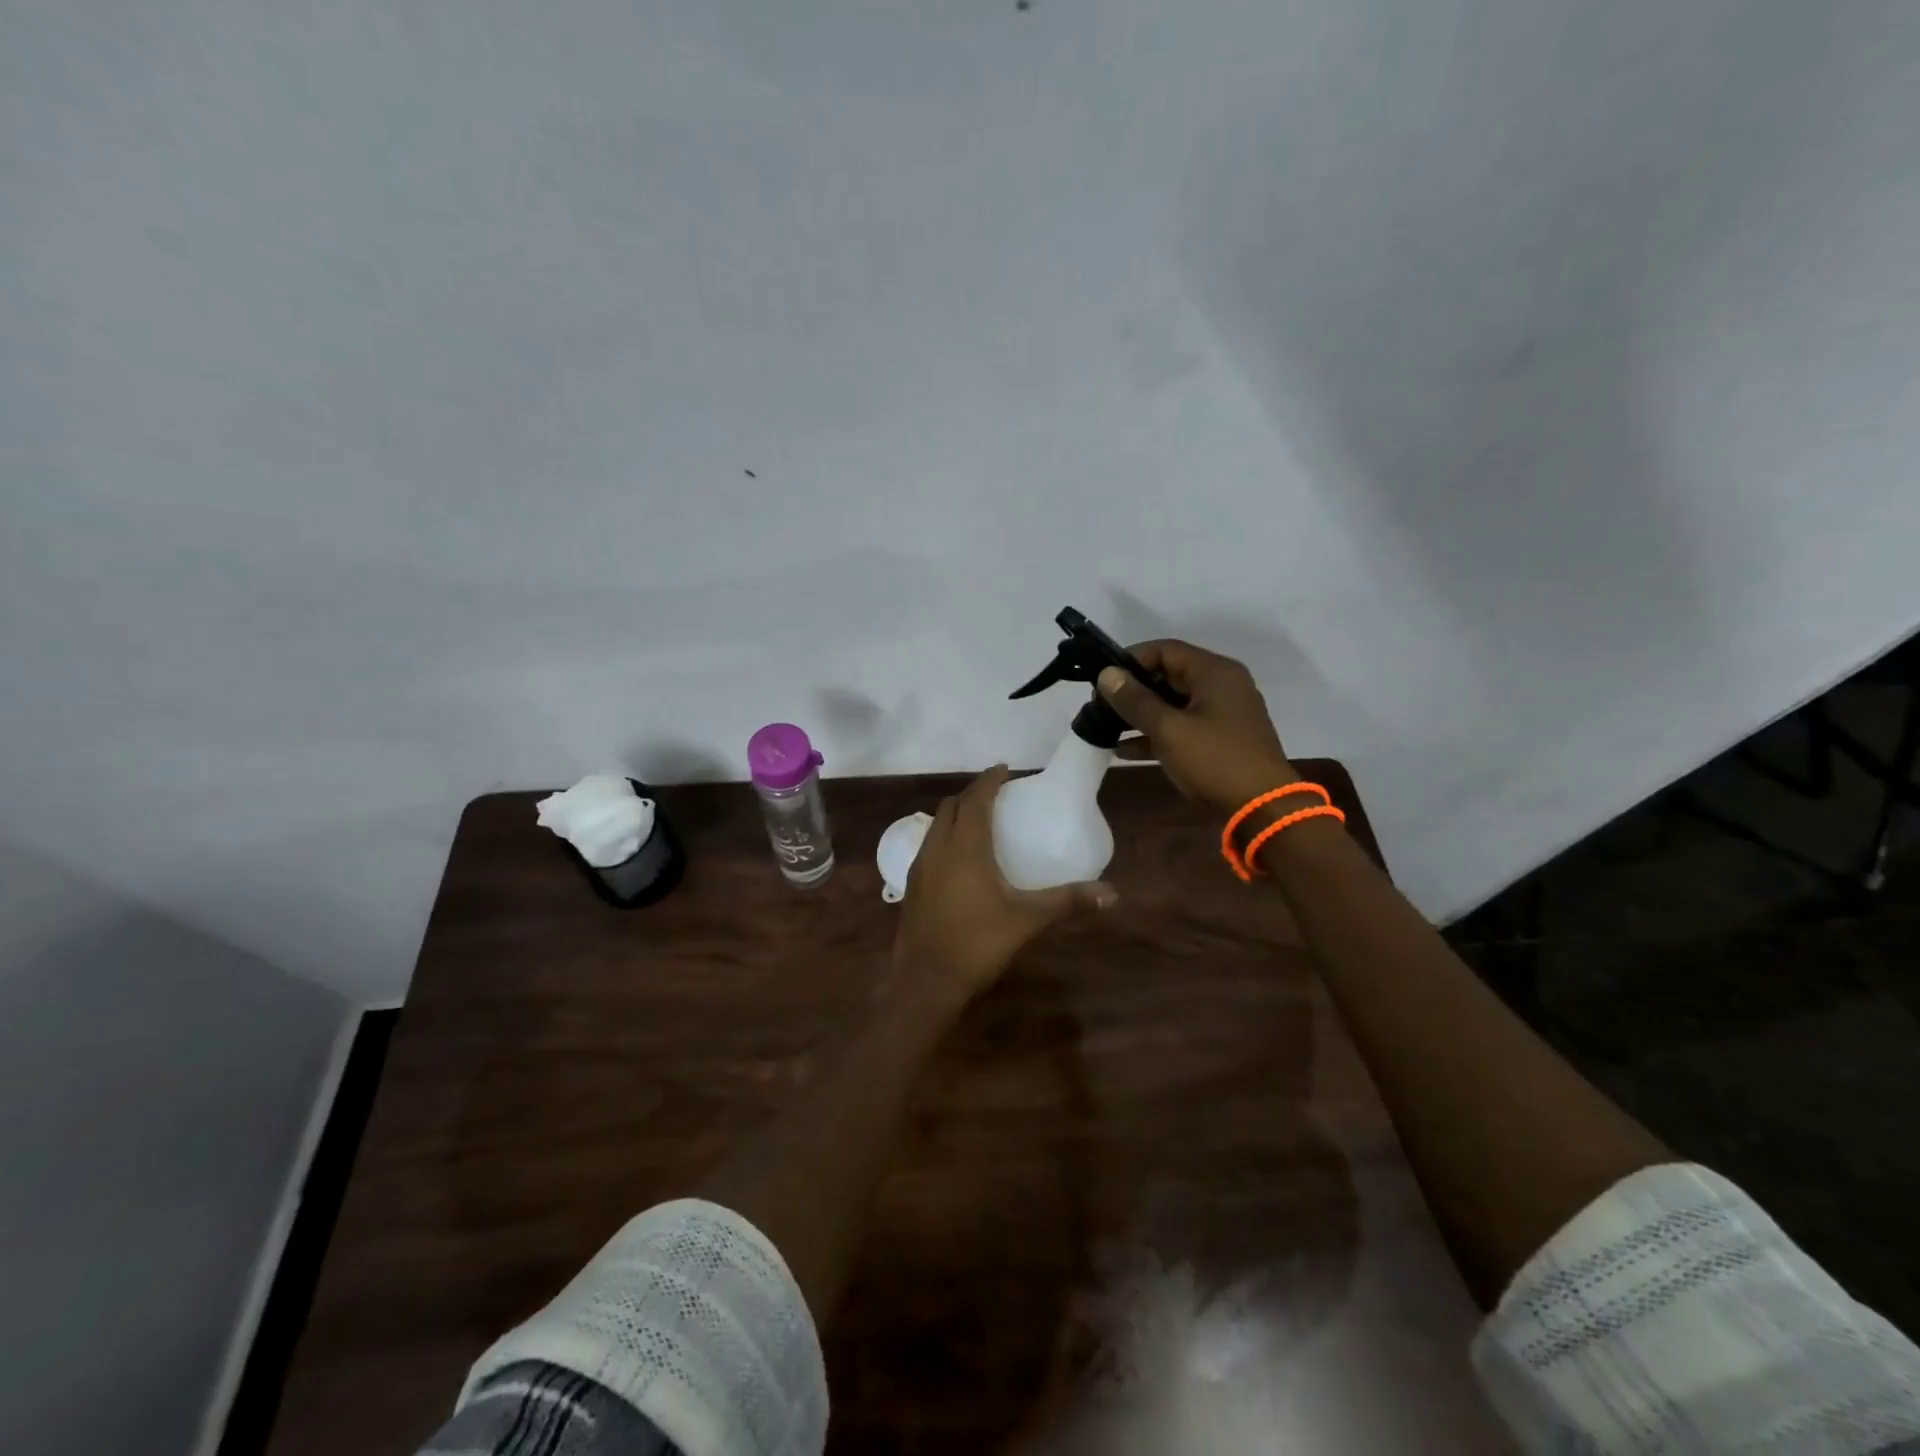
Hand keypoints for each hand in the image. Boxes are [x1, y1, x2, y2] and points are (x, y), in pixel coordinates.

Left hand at [893, 765, 1116, 1008]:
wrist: (926, 981)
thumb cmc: (978, 943)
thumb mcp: (1028, 919)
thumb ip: (1068, 901)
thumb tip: (1112, 893)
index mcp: (965, 846)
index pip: (975, 798)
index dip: (989, 780)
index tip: (1005, 769)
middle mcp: (938, 847)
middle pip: (951, 806)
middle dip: (972, 794)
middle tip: (996, 795)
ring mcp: (919, 866)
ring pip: (935, 825)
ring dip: (955, 814)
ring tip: (979, 821)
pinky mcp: (911, 885)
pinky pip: (929, 845)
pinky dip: (945, 836)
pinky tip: (959, 858)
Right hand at [1097, 641, 1297, 812]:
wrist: (1262, 810)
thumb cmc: (1215, 760)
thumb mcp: (1169, 729)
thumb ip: (1135, 700)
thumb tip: (1106, 675)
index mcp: (1215, 672)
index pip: (1165, 650)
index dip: (1130, 660)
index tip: (1102, 680)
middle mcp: (1221, 686)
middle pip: (1169, 675)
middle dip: (1133, 689)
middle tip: (1100, 705)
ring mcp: (1222, 714)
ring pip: (1173, 704)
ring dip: (1141, 714)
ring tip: (1106, 727)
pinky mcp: (1219, 740)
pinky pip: (1181, 727)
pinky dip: (1156, 734)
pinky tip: (1124, 749)